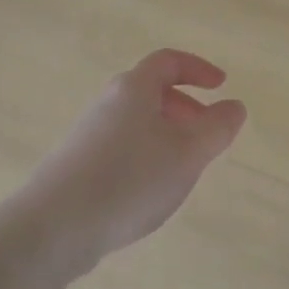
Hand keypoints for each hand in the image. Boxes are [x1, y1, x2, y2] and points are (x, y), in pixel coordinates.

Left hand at [27, 49, 246, 269]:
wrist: (54, 226)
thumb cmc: (130, 179)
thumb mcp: (187, 153)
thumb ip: (217, 128)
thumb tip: (234, 106)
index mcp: (134, 89)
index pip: (168, 61)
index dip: (198, 68)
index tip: (221, 86)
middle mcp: (107, 103)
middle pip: (151, 91)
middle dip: (186, 107)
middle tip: (207, 133)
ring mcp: (88, 135)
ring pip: (137, 122)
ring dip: (167, 135)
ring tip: (184, 168)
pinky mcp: (77, 165)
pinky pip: (122, 147)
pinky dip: (146, 156)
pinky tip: (150, 191)